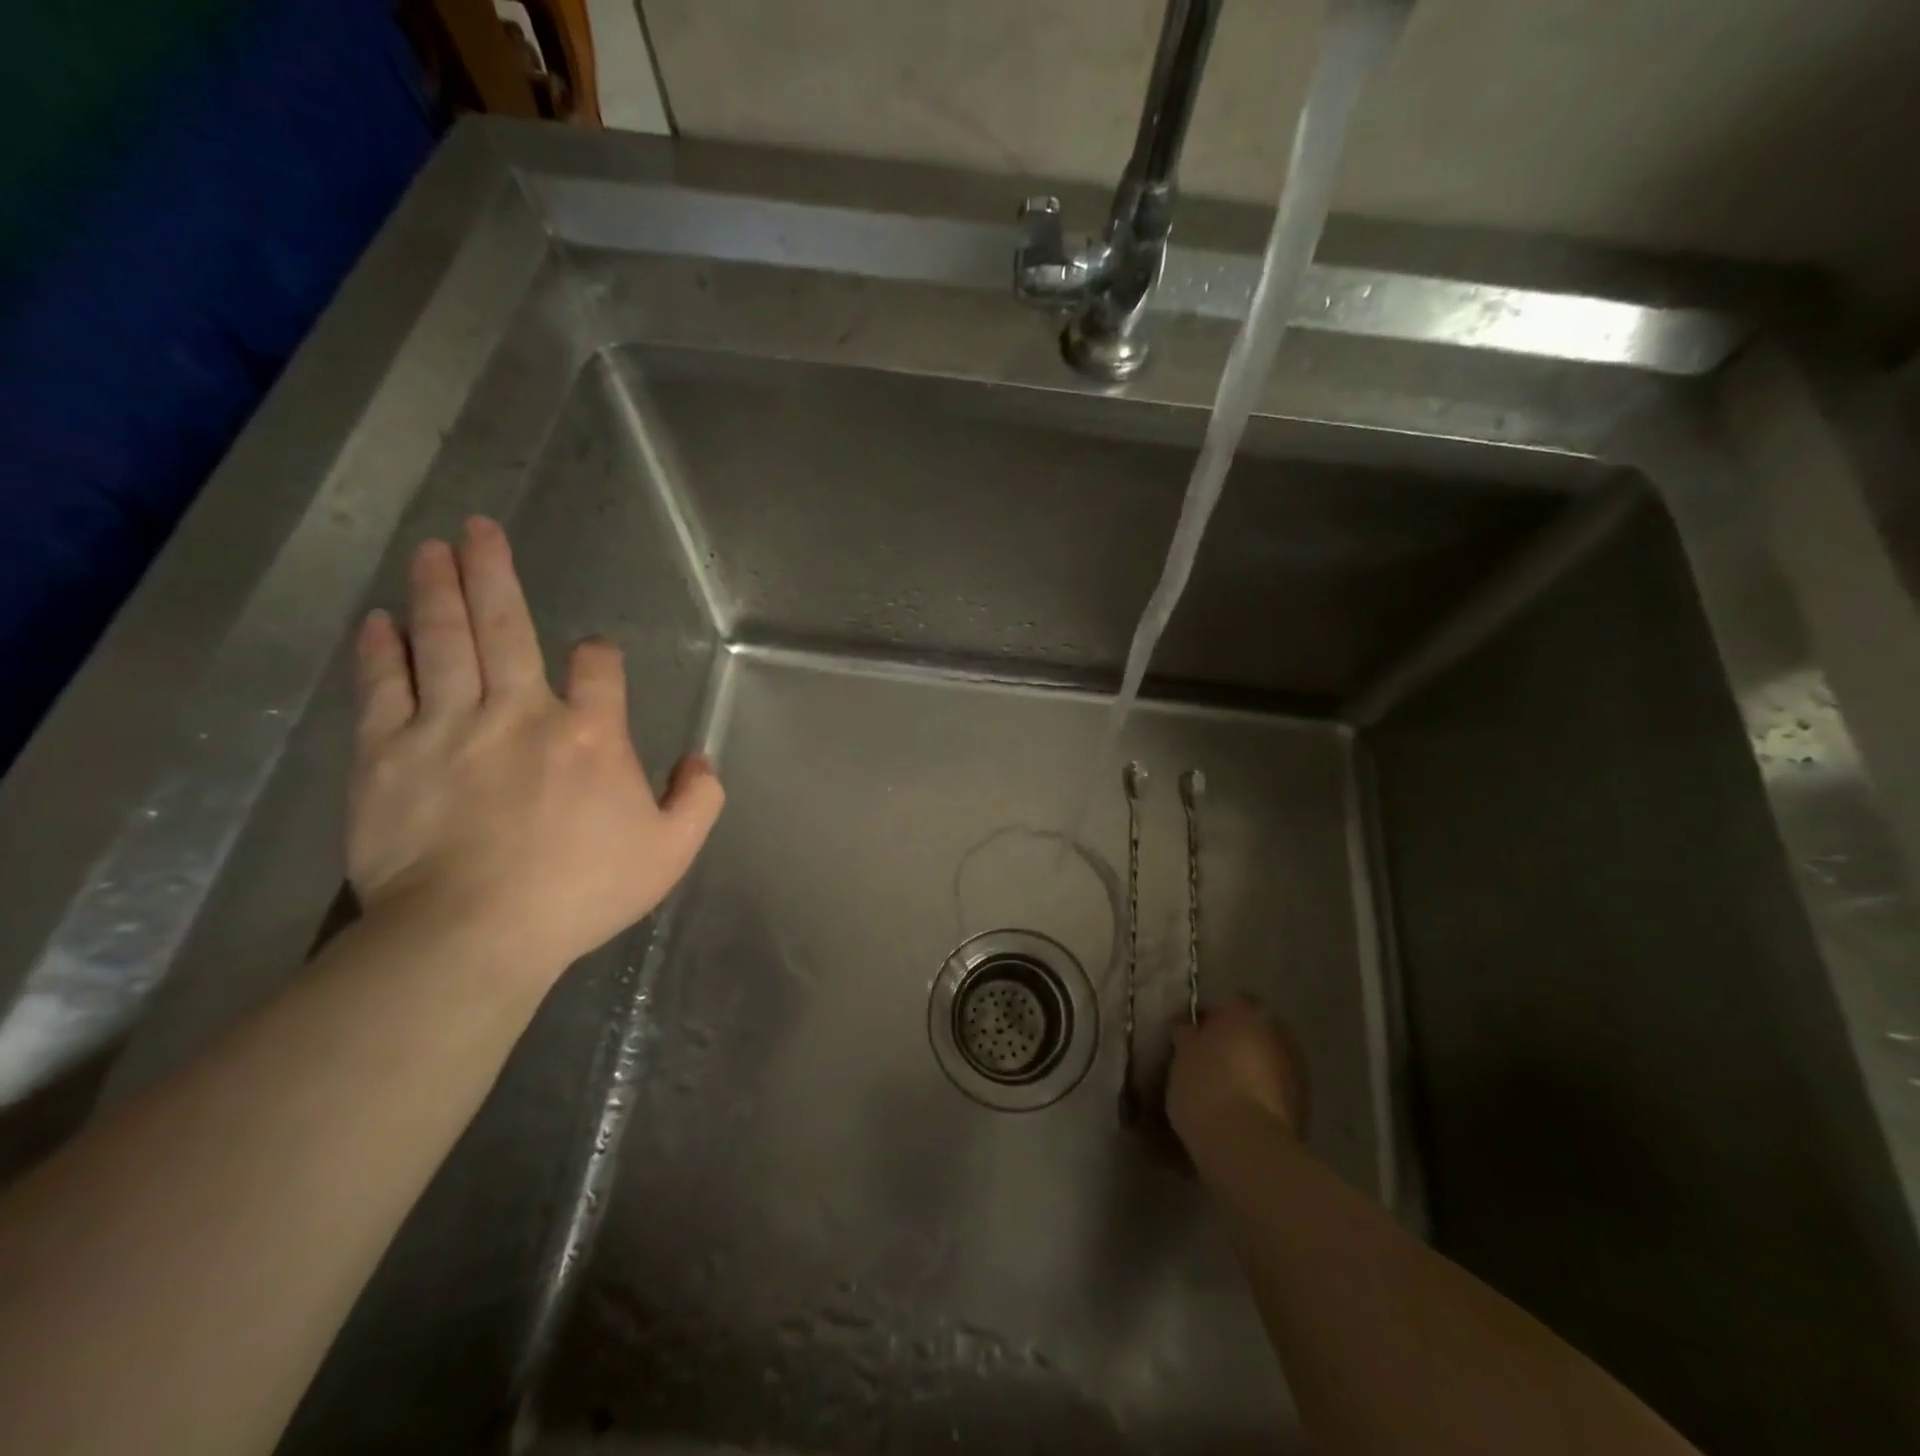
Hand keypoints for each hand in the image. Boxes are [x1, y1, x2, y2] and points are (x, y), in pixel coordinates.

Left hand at [347, 517, 722, 974]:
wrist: (474, 933)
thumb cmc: (581, 891)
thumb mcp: (671, 852)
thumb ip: (699, 799)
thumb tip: (700, 759)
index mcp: (591, 734)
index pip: (598, 668)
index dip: (598, 655)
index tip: (593, 656)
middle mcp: (521, 712)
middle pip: (507, 627)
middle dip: (494, 573)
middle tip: (478, 527)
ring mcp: (448, 726)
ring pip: (443, 641)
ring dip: (438, 590)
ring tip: (432, 549)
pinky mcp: (387, 754)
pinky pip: (384, 687)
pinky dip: (383, 650)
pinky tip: (382, 620)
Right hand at [1167, 998, 1309, 1147]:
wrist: (1247, 1146)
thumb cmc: (1205, 1088)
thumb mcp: (1181, 1057)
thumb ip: (1188, 1037)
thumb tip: (1191, 1032)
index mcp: (1244, 1012)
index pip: (1225, 1004)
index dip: (1208, 1020)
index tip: (1192, 1039)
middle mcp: (1276, 1030)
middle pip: (1252, 1030)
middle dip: (1235, 1042)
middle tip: (1210, 1062)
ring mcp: (1295, 1066)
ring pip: (1267, 1058)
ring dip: (1252, 1068)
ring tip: (1226, 1091)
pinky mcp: (1305, 1102)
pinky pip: (1277, 1087)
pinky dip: (1264, 1093)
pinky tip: (1243, 1111)